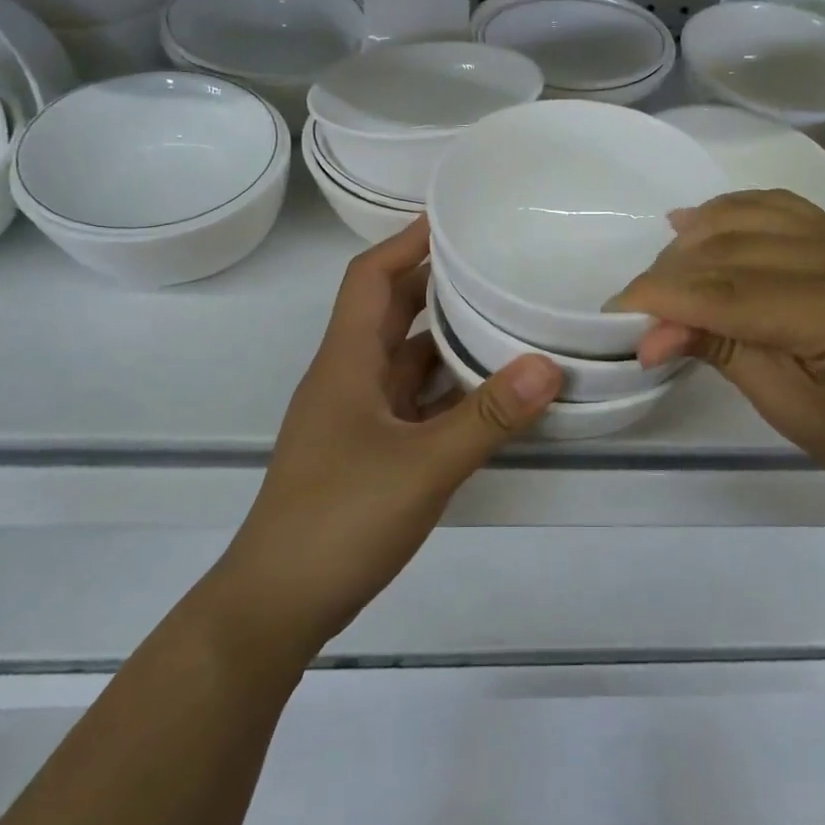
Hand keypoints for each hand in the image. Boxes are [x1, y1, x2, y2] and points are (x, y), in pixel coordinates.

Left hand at [219, 220, 560, 658]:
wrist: (277, 605)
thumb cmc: (338, 521)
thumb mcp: (422, 467)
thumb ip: (487, 417)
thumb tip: (548, 365)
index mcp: (346, 363)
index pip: (371, 278)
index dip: (407, 242)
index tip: (455, 220)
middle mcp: (348, 379)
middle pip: (391, 312)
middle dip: (438, 284)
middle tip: (497, 265)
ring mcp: (356, 418)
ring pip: (406, 361)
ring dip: (448, 341)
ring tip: (507, 321)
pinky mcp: (368, 452)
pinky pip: (414, 403)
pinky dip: (448, 391)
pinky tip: (491, 396)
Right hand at [615, 190, 824, 524]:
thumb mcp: (797, 413)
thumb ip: (725, 353)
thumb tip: (653, 331)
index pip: (727, 290)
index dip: (662, 300)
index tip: (613, 316)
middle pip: (734, 246)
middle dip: (671, 273)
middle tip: (636, 312)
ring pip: (754, 215)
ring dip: (697, 237)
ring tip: (660, 270)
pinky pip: (785, 210)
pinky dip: (735, 214)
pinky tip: (699, 223)